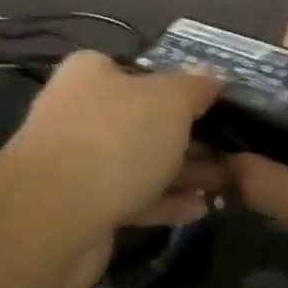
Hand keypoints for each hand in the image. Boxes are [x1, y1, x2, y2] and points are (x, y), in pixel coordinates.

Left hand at [0, 51, 224, 287]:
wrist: (54, 215)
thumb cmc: (116, 140)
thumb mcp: (168, 101)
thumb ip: (194, 87)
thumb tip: (211, 74)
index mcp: (91, 74)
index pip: (141, 72)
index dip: (181, 88)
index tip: (219, 106)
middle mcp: (80, 112)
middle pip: (143, 120)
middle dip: (189, 137)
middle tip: (233, 151)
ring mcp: (78, 163)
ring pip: (140, 162)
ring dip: (182, 172)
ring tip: (225, 183)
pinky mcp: (83, 207)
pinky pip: (132, 199)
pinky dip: (164, 202)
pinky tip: (200, 210)